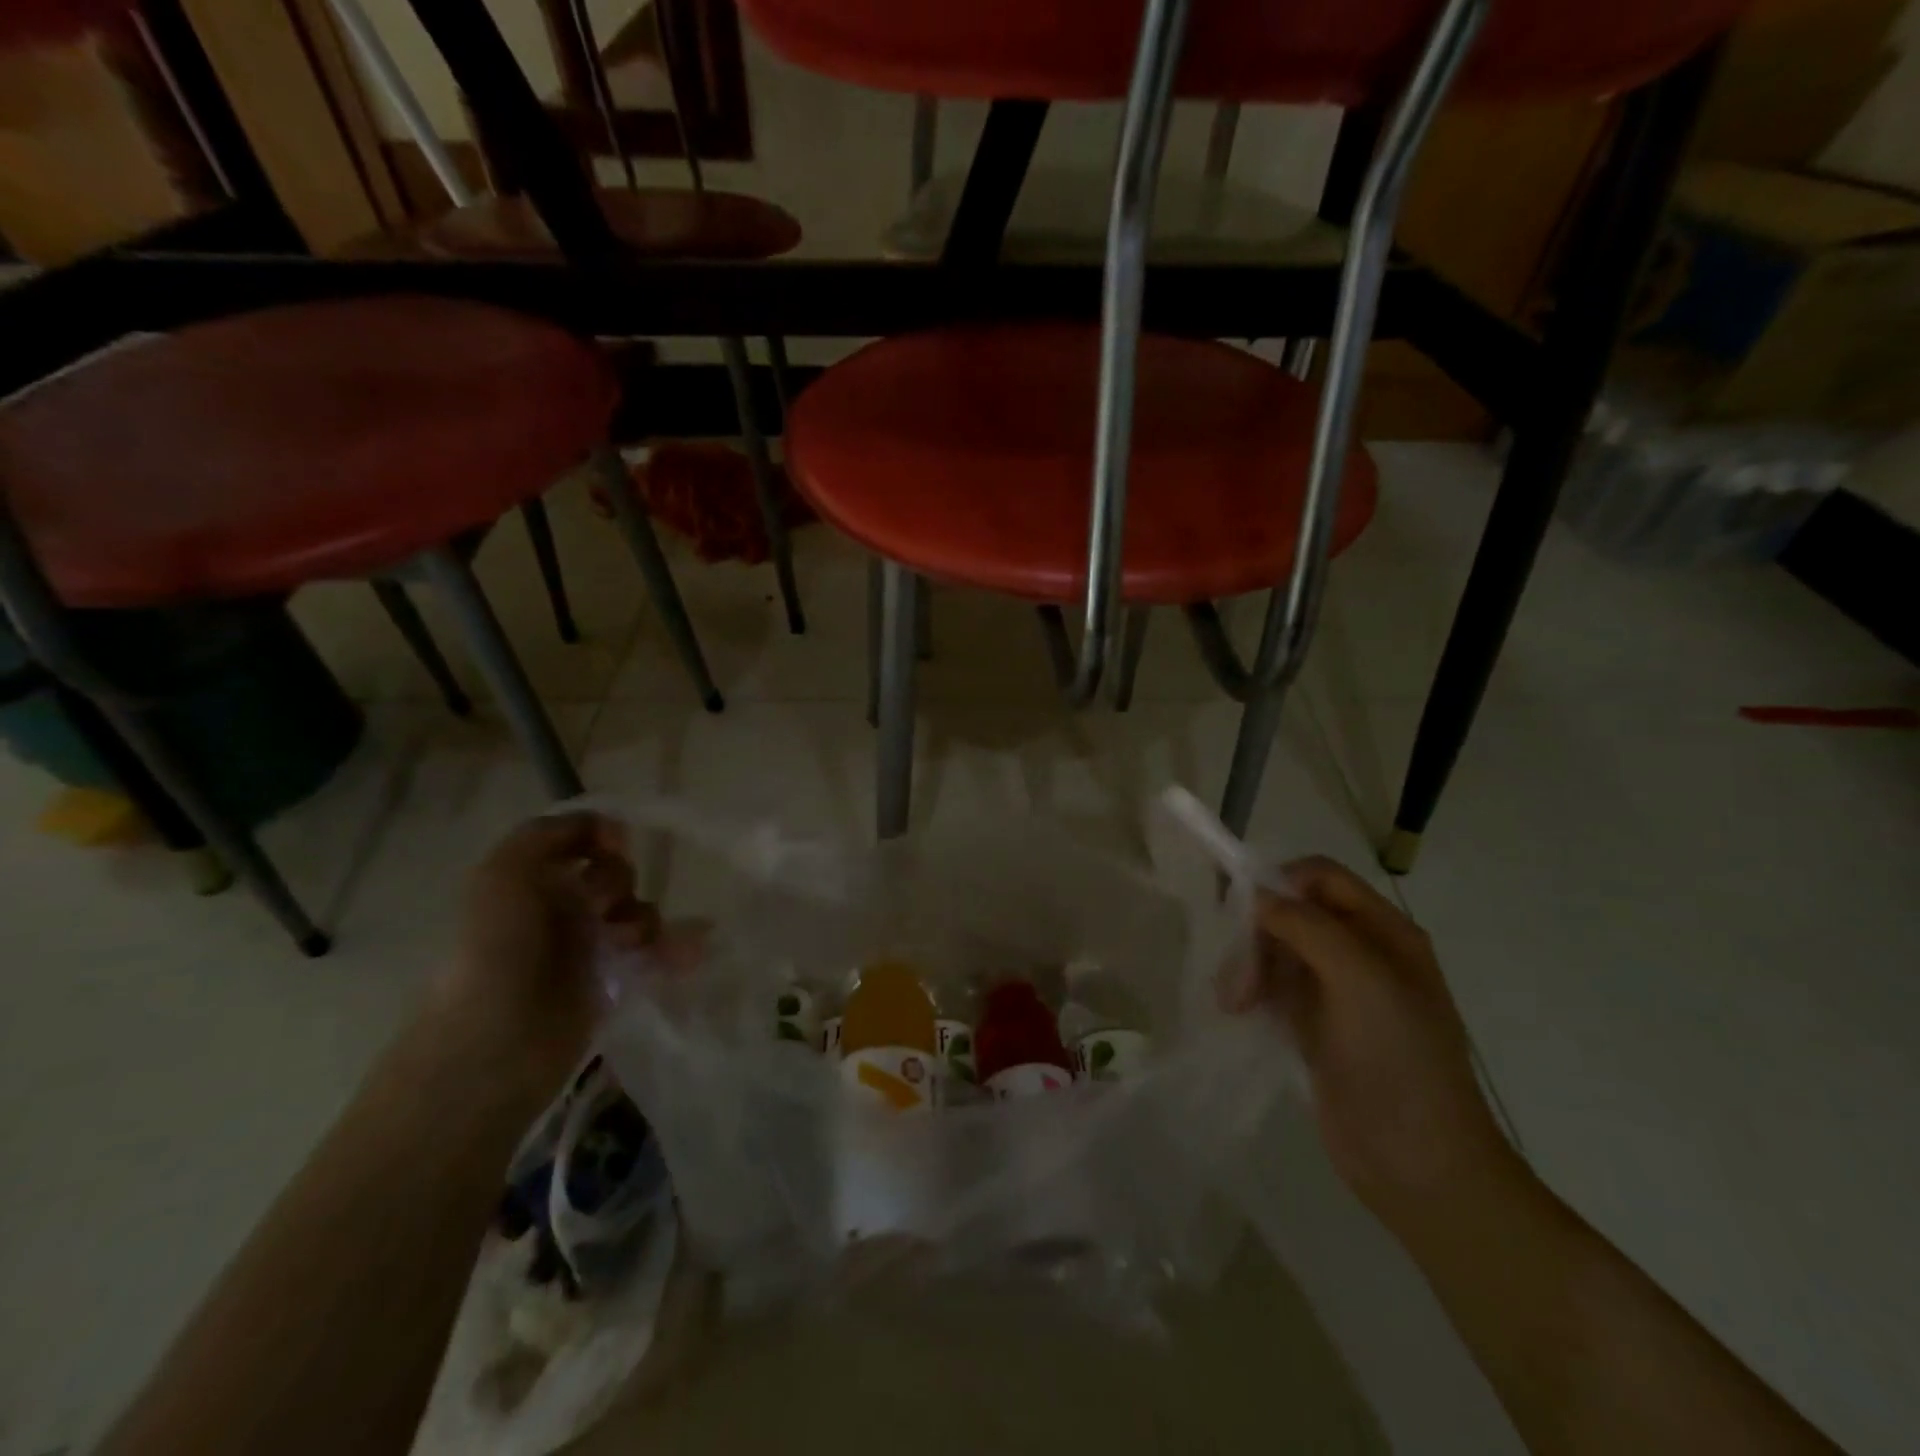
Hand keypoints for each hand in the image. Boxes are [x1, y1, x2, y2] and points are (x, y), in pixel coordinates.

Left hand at [440, 813, 658, 1100]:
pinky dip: (677, 948)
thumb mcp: (503, 873)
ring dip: (646, 919)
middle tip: (603, 909)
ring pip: (638, 913)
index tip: (613, 846)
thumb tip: (610, 828)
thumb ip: (550, 834)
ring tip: (632, 945)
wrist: (495, 1046)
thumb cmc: (496, 951)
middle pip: (615, 875)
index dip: (602, 836)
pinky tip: (693, 951)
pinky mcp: (612, 984)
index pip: (581, 841)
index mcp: (531, 881)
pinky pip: (655, 954)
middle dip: (620, 882)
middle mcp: (559, 909)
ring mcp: (587, 948)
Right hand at [1223, 856, 1520, 1232]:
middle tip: (1239, 978)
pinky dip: (1252, 990)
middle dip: (1258, 934)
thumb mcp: (1360, 981)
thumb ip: (1308, 927)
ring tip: (1234, 1003)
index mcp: (1385, 932)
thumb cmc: (1397, 1063)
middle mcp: (1362, 952)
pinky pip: (1274, 986)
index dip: (1279, 883)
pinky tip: (1239, 1012)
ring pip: (1277, 949)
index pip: (1321, 877)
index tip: (1241, 914)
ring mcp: (1338, 991)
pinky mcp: (1316, 1025)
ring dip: (1248, 965)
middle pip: (1293, 912)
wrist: (1420, 1165)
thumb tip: (1259, 895)